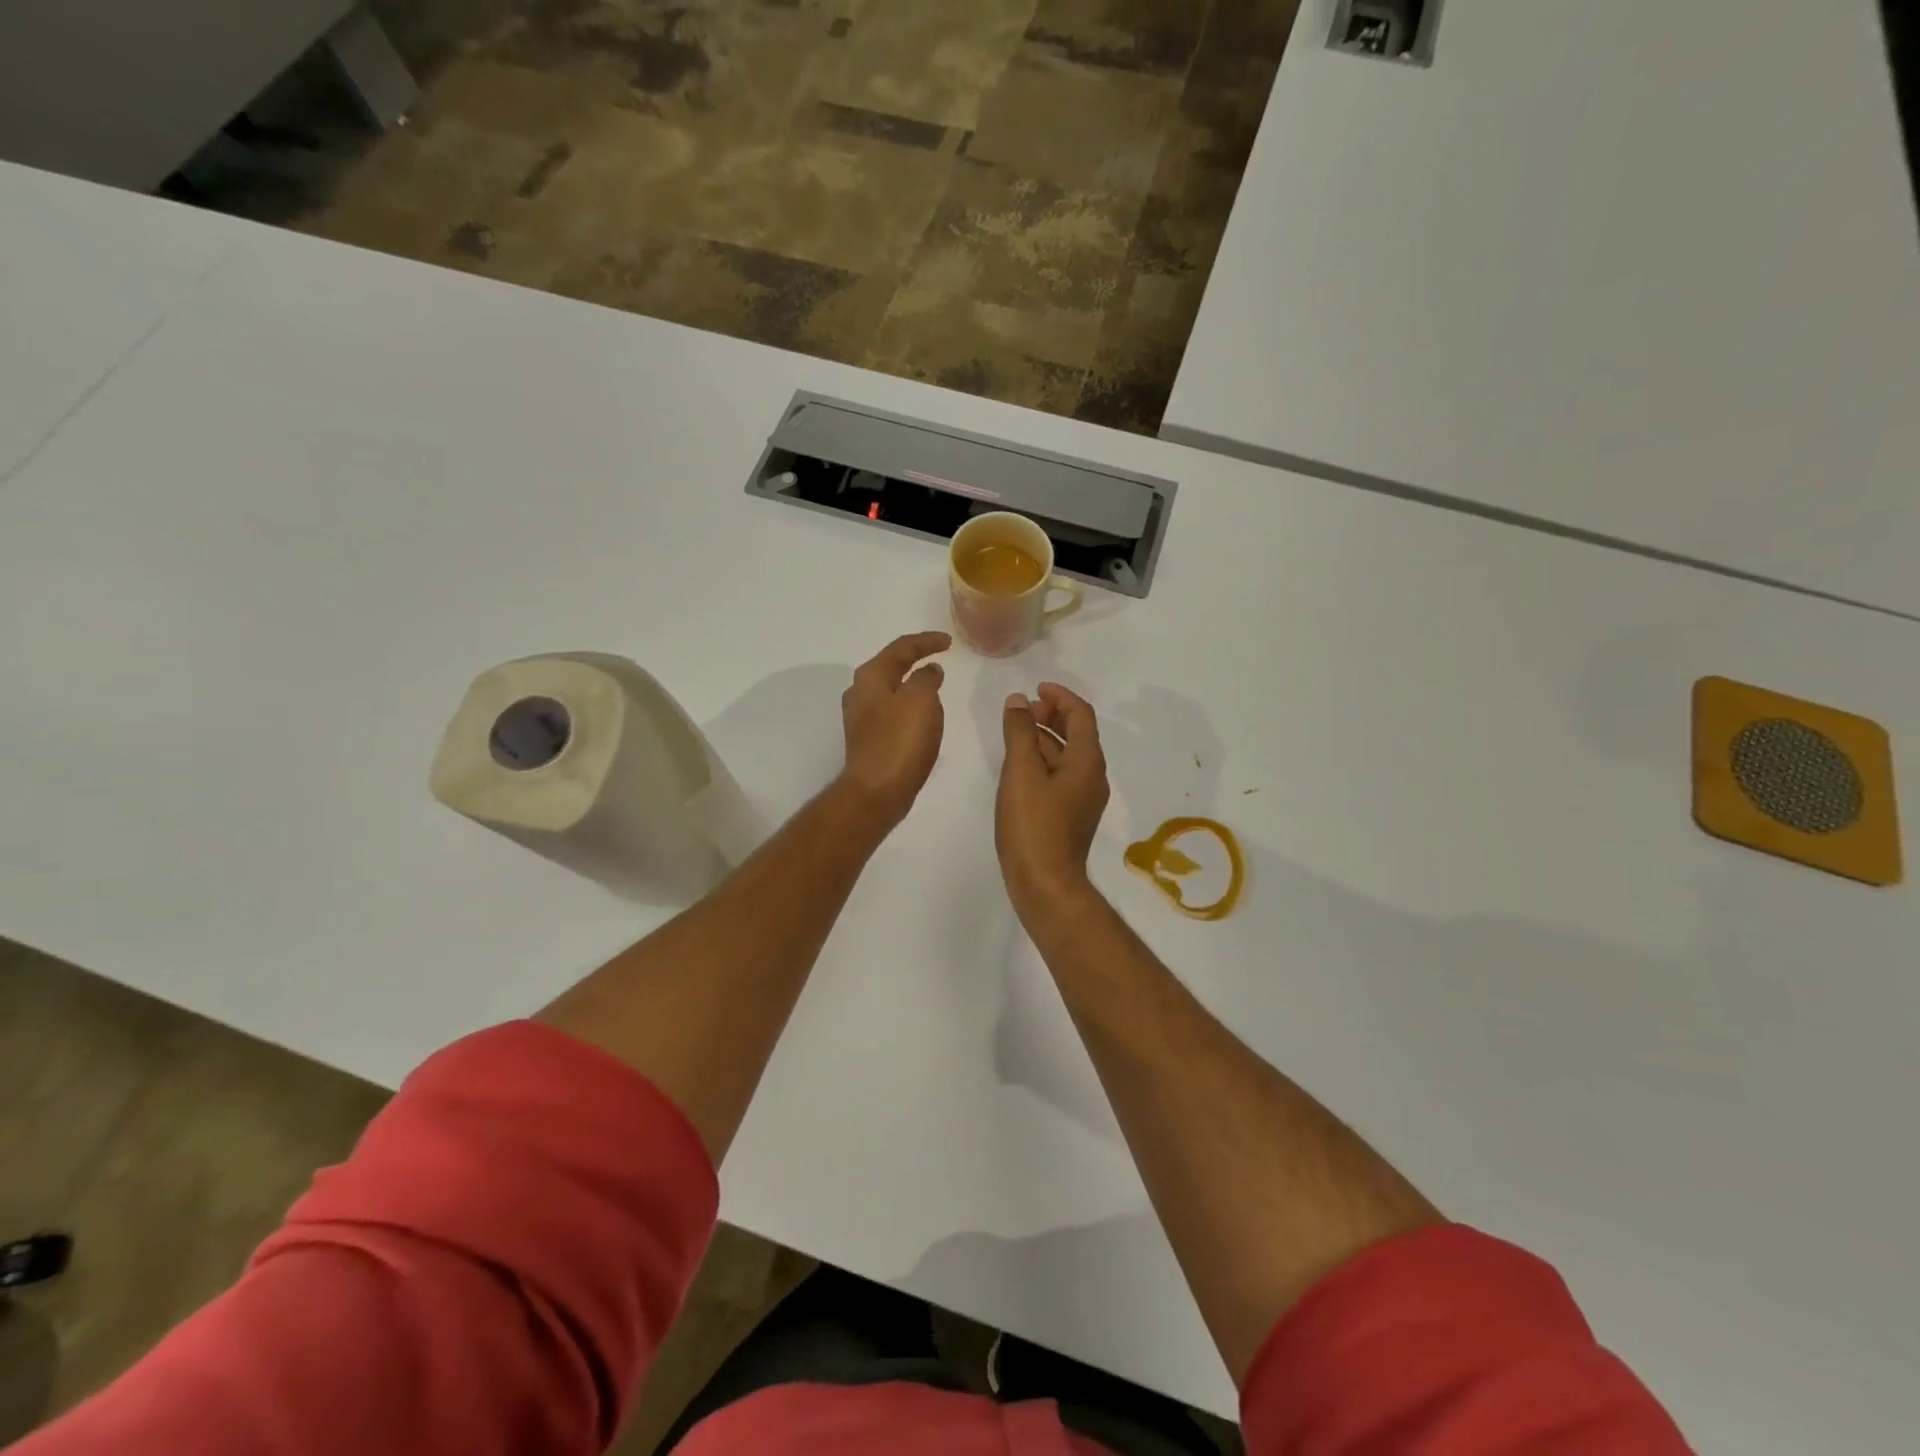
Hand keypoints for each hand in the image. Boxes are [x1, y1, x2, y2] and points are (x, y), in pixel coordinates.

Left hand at [839, 631, 950, 826]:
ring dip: (911, 682)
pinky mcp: (868, 738)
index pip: (901, 647)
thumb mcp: (921, 700)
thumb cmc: (900, 740)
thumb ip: (926, 678)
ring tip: (933, 682)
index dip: (926, 641)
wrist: (877, 790)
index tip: (948, 642)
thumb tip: (929, 671)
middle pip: (890, 665)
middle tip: (938, 656)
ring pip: (890, 688)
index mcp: (871, 676)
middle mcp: (860, 692)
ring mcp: (861, 717)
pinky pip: (891, 710)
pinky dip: (908, 704)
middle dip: (914, 658)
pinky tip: (920, 713)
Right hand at [997, 682, 1109, 918]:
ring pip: (1066, 755)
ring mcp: (1082, 798)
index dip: (1060, 695)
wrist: (1045, 883)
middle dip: (1052, 714)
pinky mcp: (1070, 815)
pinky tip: (1020, 766)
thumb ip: (1021, 731)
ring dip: (1045, 737)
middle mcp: (1092, 776)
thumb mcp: (1022, 771)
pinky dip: (1043, 760)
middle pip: (1077, 733)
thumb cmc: (1033, 824)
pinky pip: (1060, 775)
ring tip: (1016, 731)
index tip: (1036, 688)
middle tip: (1025, 708)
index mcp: (1087, 761)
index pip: (1081, 714)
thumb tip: (1019, 700)